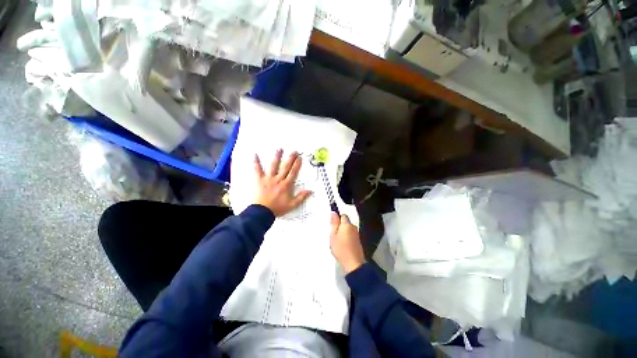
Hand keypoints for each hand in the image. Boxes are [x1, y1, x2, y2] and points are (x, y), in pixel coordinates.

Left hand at [253, 149, 311, 216]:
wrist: (262, 212)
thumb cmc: (277, 208)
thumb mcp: (292, 205)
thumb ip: (301, 197)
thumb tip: (310, 191)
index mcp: (286, 185)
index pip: (293, 172)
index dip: (297, 164)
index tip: (300, 158)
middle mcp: (278, 179)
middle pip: (285, 167)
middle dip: (290, 158)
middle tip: (294, 151)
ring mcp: (268, 178)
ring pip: (273, 166)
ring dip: (277, 157)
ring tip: (280, 149)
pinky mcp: (259, 180)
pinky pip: (257, 170)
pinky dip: (256, 162)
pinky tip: (255, 155)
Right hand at [329, 212, 365, 273]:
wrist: (353, 264)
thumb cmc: (341, 249)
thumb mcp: (333, 236)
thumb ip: (333, 223)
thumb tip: (334, 212)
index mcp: (347, 224)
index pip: (342, 215)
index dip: (337, 219)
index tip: (332, 226)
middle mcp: (353, 227)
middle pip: (345, 222)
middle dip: (339, 226)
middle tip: (333, 234)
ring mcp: (356, 234)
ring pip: (348, 229)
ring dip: (343, 232)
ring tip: (337, 240)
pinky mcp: (358, 241)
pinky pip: (350, 234)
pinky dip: (346, 237)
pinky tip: (343, 244)